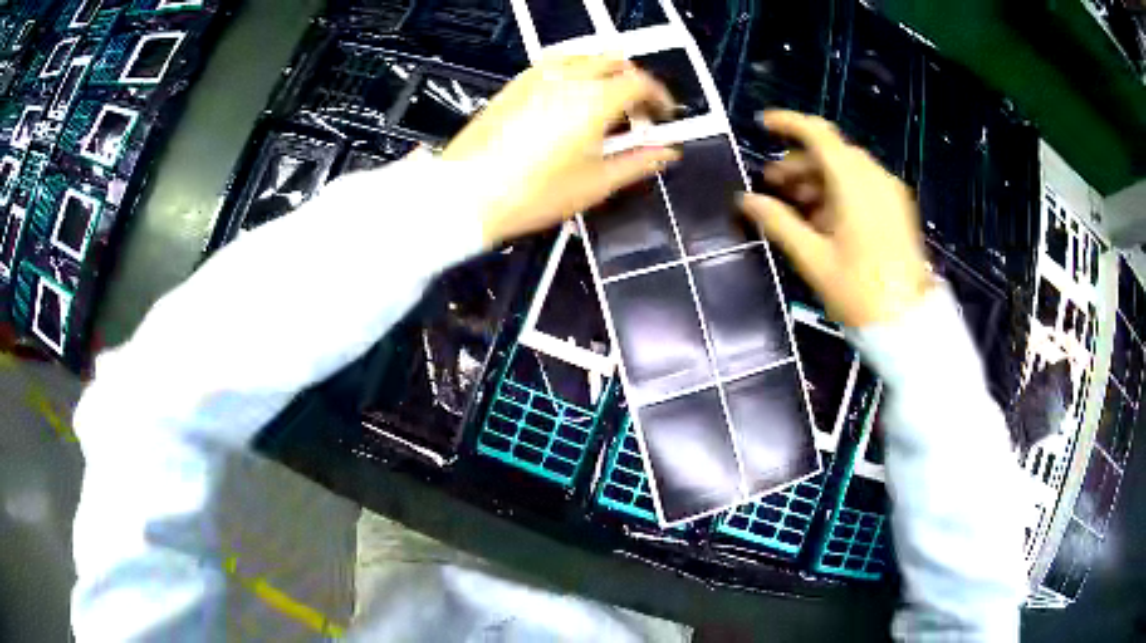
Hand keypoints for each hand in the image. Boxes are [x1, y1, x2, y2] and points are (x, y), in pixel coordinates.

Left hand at [442, 55, 680, 247]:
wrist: (467, 195)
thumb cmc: (529, 194)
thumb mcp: (596, 184)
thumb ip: (638, 163)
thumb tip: (665, 153)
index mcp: (593, 100)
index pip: (640, 82)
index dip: (659, 97)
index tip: (663, 114)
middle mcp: (566, 79)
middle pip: (614, 61)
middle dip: (634, 81)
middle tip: (638, 109)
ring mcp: (537, 78)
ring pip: (583, 57)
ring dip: (604, 71)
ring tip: (606, 102)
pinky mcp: (515, 85)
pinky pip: (553, 64)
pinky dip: (573, 72)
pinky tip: (570, 98)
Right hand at [739, 110, 932, 327]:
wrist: (908, 322)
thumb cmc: (859, 291)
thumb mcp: (813, 258)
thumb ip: (778, 222)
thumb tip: (745, 200)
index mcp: (854, 182)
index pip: (818, 134)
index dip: (788, 123)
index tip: (762, 125)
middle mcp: (875, 177)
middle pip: (831, 153)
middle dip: (798, 163)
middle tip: (772, 184)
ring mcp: (890, 193)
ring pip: (847, 170)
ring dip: (817, 179)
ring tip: (794, 206)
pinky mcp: (897, 210)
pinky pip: (863, 187)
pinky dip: (838, 192)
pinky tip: (823, 219)